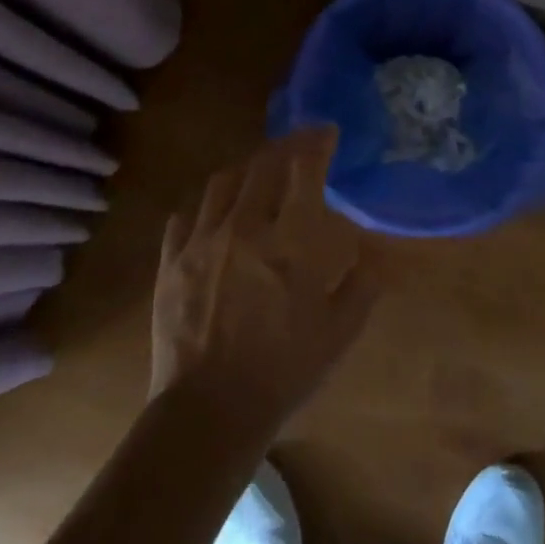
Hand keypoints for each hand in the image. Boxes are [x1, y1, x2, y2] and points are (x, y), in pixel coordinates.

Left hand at [150, 129, 380, 438]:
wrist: (210, 411)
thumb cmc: (284, 371)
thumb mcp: (341, 330)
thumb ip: (363, 282)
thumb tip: (373, 251)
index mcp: (290, 241)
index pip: (304, 169)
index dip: (317, 142)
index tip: (327, 132)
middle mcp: (244, 227)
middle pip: (262, 164)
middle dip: (285, 146)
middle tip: (298, 145)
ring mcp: (201, 241)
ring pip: (222, 182)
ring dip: (245, 168)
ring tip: (258, 171)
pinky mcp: (171, 261)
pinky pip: (185, 215)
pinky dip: (206, 204)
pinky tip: (215, 212)